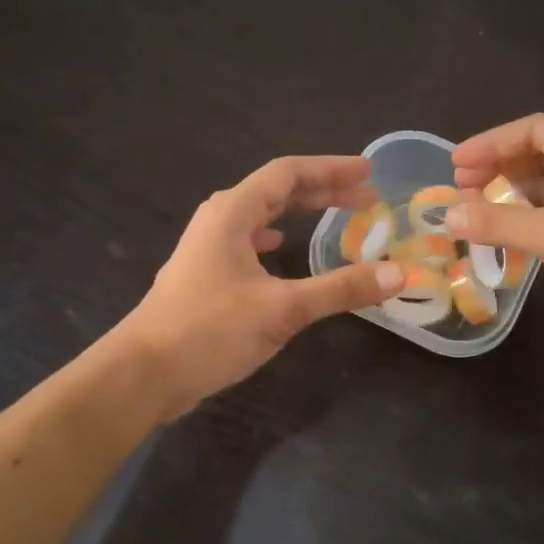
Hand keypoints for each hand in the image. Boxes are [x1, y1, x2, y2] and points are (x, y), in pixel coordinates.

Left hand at [117, 156, 403, 418]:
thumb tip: (399, 274)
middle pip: (277, 191)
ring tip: (335, 215)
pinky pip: (249, 241)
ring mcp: (209, 248)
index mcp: (233, 213)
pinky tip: (282, 249)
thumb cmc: (210, 330)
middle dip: (323, 190)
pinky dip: (275, 238)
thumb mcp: (283, 308)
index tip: (368, 172)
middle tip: (365, 198)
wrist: (144, 374)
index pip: (289, 173)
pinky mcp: (206, 275)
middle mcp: (219, 220)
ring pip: (262, 216)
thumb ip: (341, 289)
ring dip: (299, 212)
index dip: (331, 169)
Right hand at [447, 114, 543, 345]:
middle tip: (463, 188)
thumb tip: (447, 216)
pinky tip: (512, 234)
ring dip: (517, 196)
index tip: (456, 164)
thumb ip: (498, 223)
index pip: (536, 129)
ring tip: (479, 211)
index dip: (491, 144)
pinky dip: (537, 220)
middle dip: (502, 168)